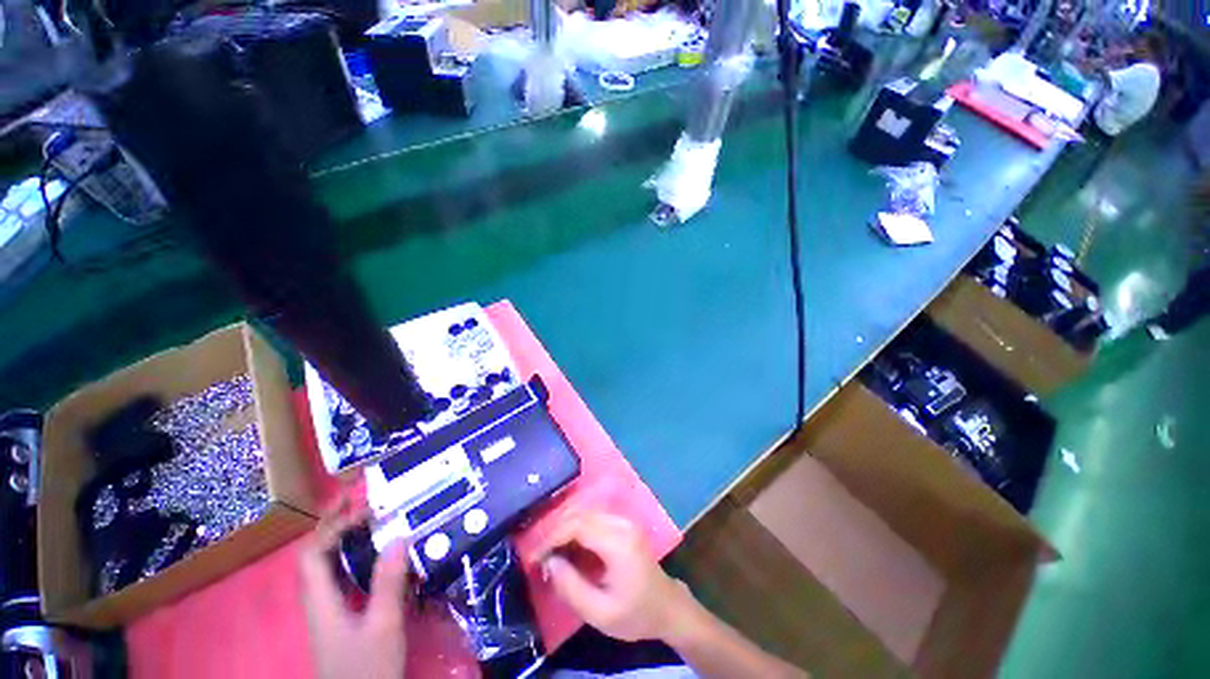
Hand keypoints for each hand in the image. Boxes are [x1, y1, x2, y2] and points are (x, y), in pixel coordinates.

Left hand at [298, 494, 409, 678]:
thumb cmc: (366, 669)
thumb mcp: (383, 626)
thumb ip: (388, 583)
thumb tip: (398, 537)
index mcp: (321, 601)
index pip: (313, 554)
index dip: (330, 526)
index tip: (358, 505)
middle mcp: (319, 601)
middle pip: (316, 556)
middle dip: (333, 524)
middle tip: (357, 499)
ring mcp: (329, 611)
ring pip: (328, 567)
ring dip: (343, 538)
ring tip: (367, 518)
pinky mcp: (342, 617)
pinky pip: (342, 577)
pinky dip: (353, 557)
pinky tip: (374, 554)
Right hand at [534, 512, 692, 642]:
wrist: (667, 607)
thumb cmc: (635, 614)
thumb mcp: (600, 613)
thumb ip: (571, 587)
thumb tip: (549, 562)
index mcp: (619, 542)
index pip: (578, 525)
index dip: (552, 537)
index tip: (534, 556)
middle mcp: (622, 523)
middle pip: (580, 514)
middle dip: (556, 531)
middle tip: (539, 554)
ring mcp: (624, 520)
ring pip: (585, 513)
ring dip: (565, 529)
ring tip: (550, 552)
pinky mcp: (623, 523)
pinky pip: (593, 518)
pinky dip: (576, 529)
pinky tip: (569, 547)